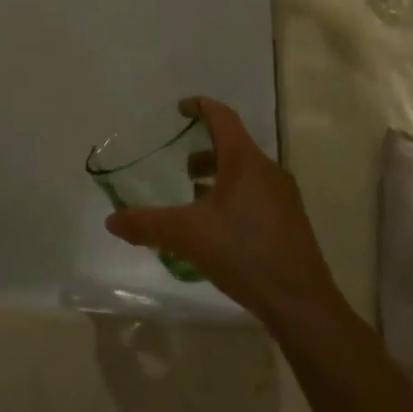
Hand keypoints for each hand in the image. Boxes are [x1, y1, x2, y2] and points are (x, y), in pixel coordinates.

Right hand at [105, 97, 337, 324]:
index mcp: (245, 161)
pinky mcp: (290, 222)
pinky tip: (218, 228)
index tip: (180, 110)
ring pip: (245, 172)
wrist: (301, 304)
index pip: (222, 117)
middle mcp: (268, 170)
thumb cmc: (244, 253)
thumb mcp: (187, 236)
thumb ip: (147, 224)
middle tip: (180, 166)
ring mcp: (283, 197)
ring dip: (218, 176)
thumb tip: (111, 220)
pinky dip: (233, 196)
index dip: (200, 106)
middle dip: (204, 150)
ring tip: (194, 199)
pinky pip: (256, 194)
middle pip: (233, 145)